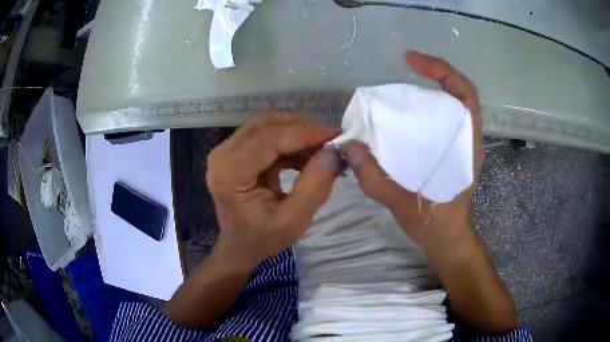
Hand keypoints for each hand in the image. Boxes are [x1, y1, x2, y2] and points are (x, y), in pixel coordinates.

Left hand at [206, 115, 342, 266]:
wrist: (239, 245)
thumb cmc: (263, 239)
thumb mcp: (294, 221)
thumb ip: (314, 186)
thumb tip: (334, 151)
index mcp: (229, 174)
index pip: (269, 140)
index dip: (306, 133)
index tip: (336, 136)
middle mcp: (222, 154)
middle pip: (267, 125)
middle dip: (303, 130)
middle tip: (331, 143)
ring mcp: (226, 150)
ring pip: (267, 125)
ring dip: (297, 133)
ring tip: (322, 150)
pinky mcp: (234, 150)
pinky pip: (266, 134)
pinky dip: (289, 141)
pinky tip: (306, 156)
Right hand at [341, 51, 482, 247]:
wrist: (445, 237)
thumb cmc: (433, 222)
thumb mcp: (401, 202)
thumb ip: (374, 176)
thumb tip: (348, 145)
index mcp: (465, 146)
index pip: (465, 93)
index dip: (442, 70)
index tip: (411, 61)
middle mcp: (466, 139)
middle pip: (458, 93)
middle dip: (434, 74)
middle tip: (405, 68)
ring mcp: (460, 144)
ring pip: (450, 105)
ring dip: (429, 90)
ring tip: (402, 89)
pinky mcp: (450, 150)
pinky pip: (440, 120)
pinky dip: (425, 109)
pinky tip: (404, 116)